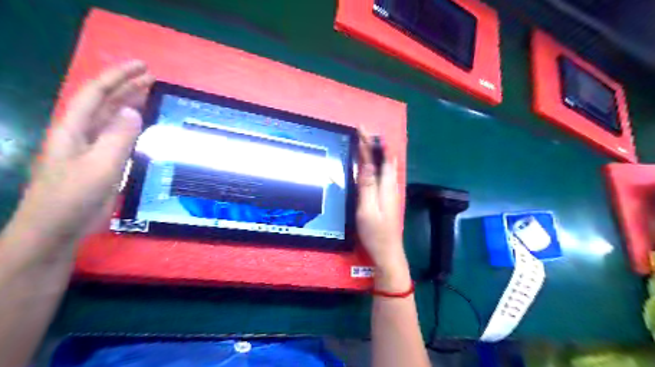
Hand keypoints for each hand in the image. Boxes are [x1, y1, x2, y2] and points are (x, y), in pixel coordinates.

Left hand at [8, 60, 153, 257]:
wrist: (57, 229)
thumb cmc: (73, 196)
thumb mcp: (99, 165)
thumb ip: (117, 137)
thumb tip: (134, 111)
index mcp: (74, 128)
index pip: (97, 93)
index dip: (118, 77)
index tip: (143, 67)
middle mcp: (82, 133)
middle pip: (105, 103)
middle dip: (127, 87)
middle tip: (153, 79)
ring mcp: (92, 149)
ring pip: (113, 120)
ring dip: (131, 105)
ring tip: (152, 96)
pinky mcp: (103, 163)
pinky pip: (120, 138)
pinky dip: (134, 128)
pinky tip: (146, 127)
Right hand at [357, 133, 408, 289]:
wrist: (388, 252)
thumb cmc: (375, 233)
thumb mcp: (366, 209)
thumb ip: (367, 186)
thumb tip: (366, 163)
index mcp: (386, 187)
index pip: (379, 158)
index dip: (371, 142)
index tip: (362, 129)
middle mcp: (392, 186)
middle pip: (386, 159)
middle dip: (376, 143)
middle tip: (363, 132)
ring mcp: (392, 192)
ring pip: (387, 166)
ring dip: (378, 151)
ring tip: (368, 141)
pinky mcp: (389, 198)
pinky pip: (385, 173)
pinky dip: (379, 162)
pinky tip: (374, 163)